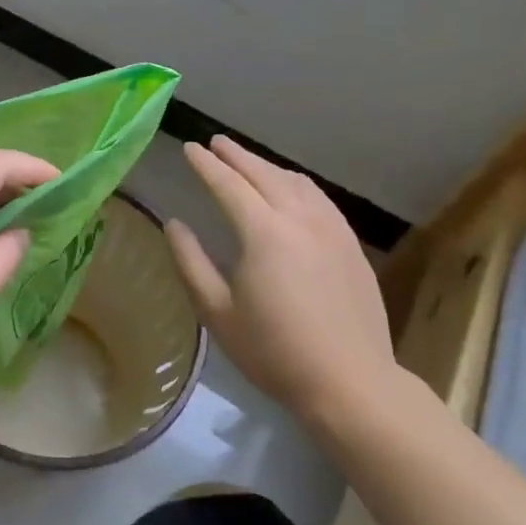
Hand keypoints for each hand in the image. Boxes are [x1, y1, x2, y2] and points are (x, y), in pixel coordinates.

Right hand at [165, 137, 395, 427]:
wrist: (351, 383)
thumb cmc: (274, 351)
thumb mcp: (218, 312)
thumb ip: (191, 263)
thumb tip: (174, 224)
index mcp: (263, 232)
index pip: (228, 184)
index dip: (206, 164)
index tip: (189, 148)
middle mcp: (298, 218)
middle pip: (263, 173)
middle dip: (236, 155)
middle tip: (216, 142)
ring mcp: (331, 229)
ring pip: (295, 181)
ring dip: (267, 166)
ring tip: (248, 163)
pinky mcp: (350, 244)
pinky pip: (319, 198)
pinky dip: (297, 183)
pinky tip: (292, 190)